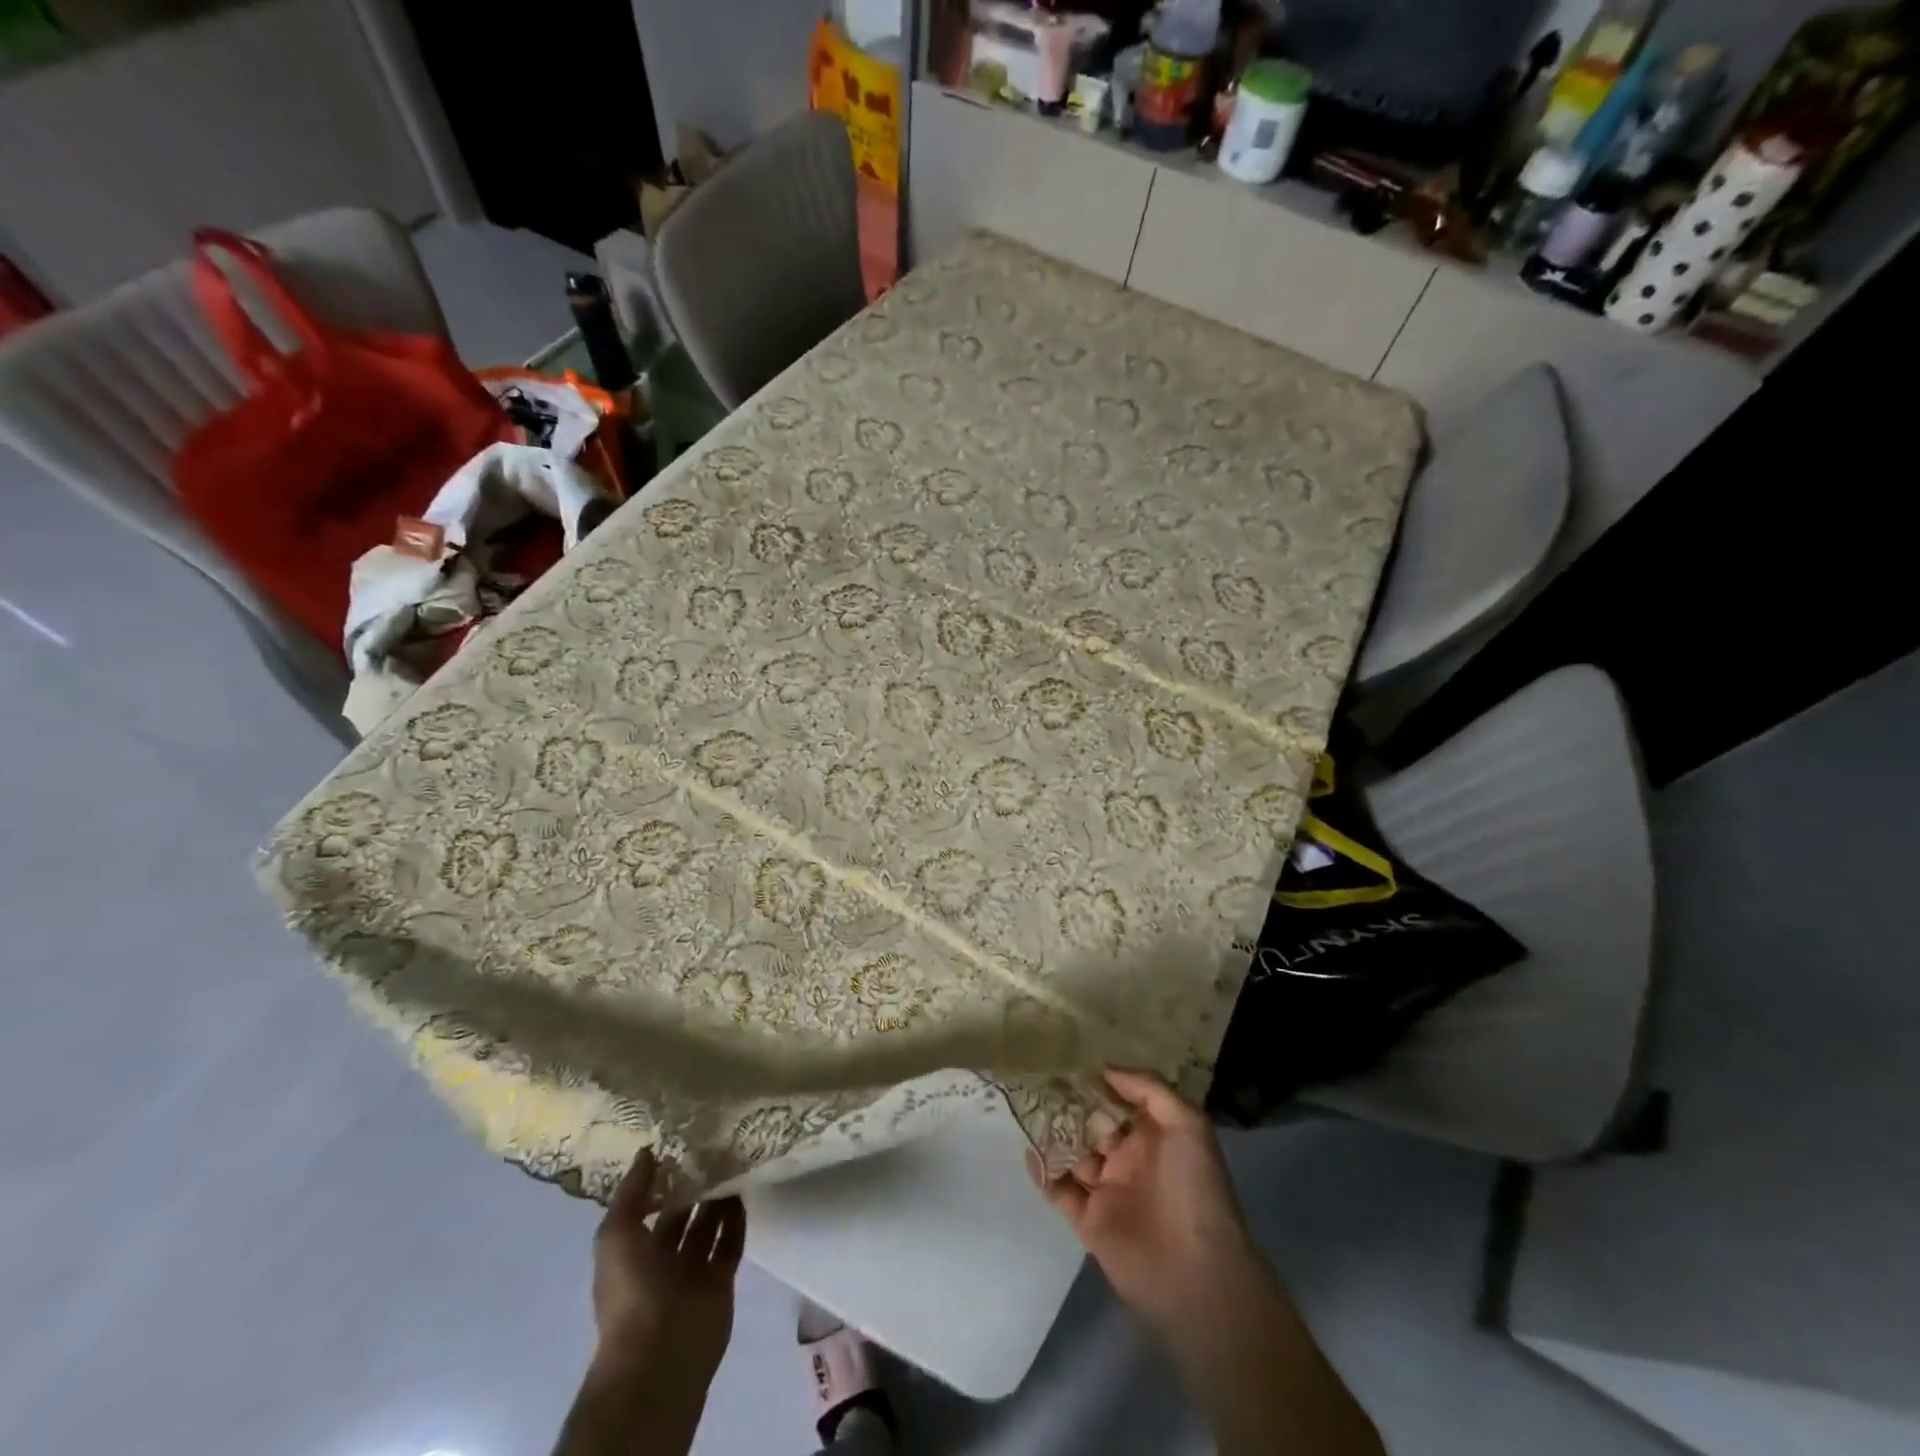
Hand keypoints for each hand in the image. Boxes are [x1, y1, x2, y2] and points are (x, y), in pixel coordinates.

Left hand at [590, 1149, 745, 1388]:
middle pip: (681, 1215)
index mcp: (632, 1253)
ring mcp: (693, 1271)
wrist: (660, 1352)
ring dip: (718, 1198)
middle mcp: (662, 1261)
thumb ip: (631, 1192)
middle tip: (713, 1147)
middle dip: (694, 1186)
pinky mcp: (721, 1280)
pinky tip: (743, 1189)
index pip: (647, 1209)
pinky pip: (731, 1242)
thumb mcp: (616, 1235)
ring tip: (733, 1160)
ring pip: (708, 1225)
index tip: (680, 1146)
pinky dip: (737, 1218)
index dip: (661, 1181)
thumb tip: (647, 1151)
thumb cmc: (631, 1291)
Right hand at [1027, 1067, 1262, 1335]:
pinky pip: (1060, 1190)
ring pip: (1073, 1153)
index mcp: (1155, 1136)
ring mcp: (1107, 1190)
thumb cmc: (1196, 1191)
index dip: (1099, 1082)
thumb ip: (1150, 1090)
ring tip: (1025, 1105)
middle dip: (1070, 1103)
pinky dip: (1043, 1171)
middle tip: (1039, 1078)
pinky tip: (1027, 1149)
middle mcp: (1129, 1159)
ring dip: (1053, 1133)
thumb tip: (1106, 1069)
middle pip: (1092, 1123)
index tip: (1070, 1059)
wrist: (1196, 1276)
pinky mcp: (1089, 1221)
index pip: (1121, 1100)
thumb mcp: (1189, 1125)